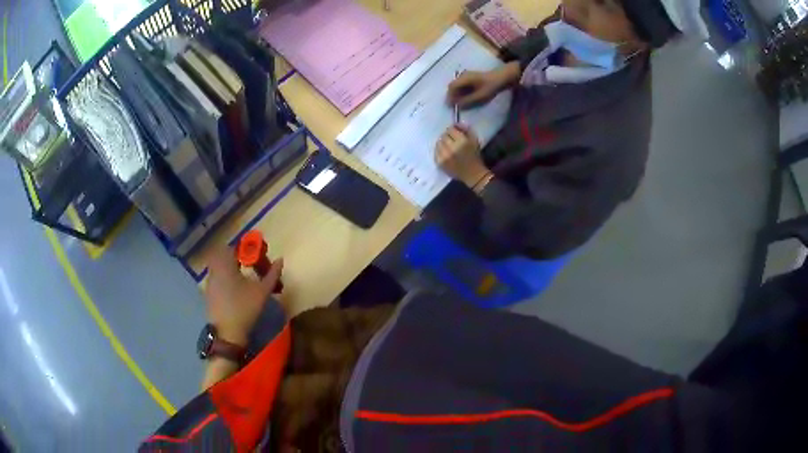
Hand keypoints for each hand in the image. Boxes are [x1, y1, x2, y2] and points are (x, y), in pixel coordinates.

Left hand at [204, 245, 284, 346]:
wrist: (227, 333)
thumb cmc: (245, 308)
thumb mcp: (262, 291)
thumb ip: (272, 274)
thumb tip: (281, 259)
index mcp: (225, 265)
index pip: (232, 248)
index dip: (244, 248)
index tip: (254, 255)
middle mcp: (214, 270)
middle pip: (222, 255)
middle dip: (235, 257)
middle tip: (248, 264)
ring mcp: (210, 282)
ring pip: (218, 267)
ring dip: (229, 267)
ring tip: (243, 277)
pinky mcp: (209, 294)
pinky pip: (216, 278)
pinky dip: (224, 278)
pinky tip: (234, 290)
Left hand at [435, 125, 488, 187]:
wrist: (472, 174)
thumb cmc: (475, 156)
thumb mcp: (475, 140)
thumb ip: (467, 129)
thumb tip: (457, 123)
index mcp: (461, 141)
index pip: (450, 130)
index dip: (452, 130)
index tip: (455, 132)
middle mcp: (451, 148)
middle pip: (443, 136)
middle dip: (447, 136)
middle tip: (451, 140)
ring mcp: (444, 156)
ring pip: (438, 143)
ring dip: (442, 143)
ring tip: (448, 146)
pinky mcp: (439, 163)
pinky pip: (435, 152)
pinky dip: (439, 151)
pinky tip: (445, 153)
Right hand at [446, 63, 520, 107]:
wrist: (501, 78)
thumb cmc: (490, 86)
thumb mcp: (479, 96)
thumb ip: (467, 101)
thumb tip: (457, 106)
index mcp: (464, 78)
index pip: (452, 87)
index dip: (450, 96)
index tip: (451, 105)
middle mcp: (463, 75)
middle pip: (453, 86)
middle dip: (453, 96)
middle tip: (455, 105)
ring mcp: (467, 76)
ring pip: (458, 86)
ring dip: (457, 94)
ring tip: (461, 103)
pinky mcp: (471, 78)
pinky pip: (462, 85)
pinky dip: (462, 92)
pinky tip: (466, 98)